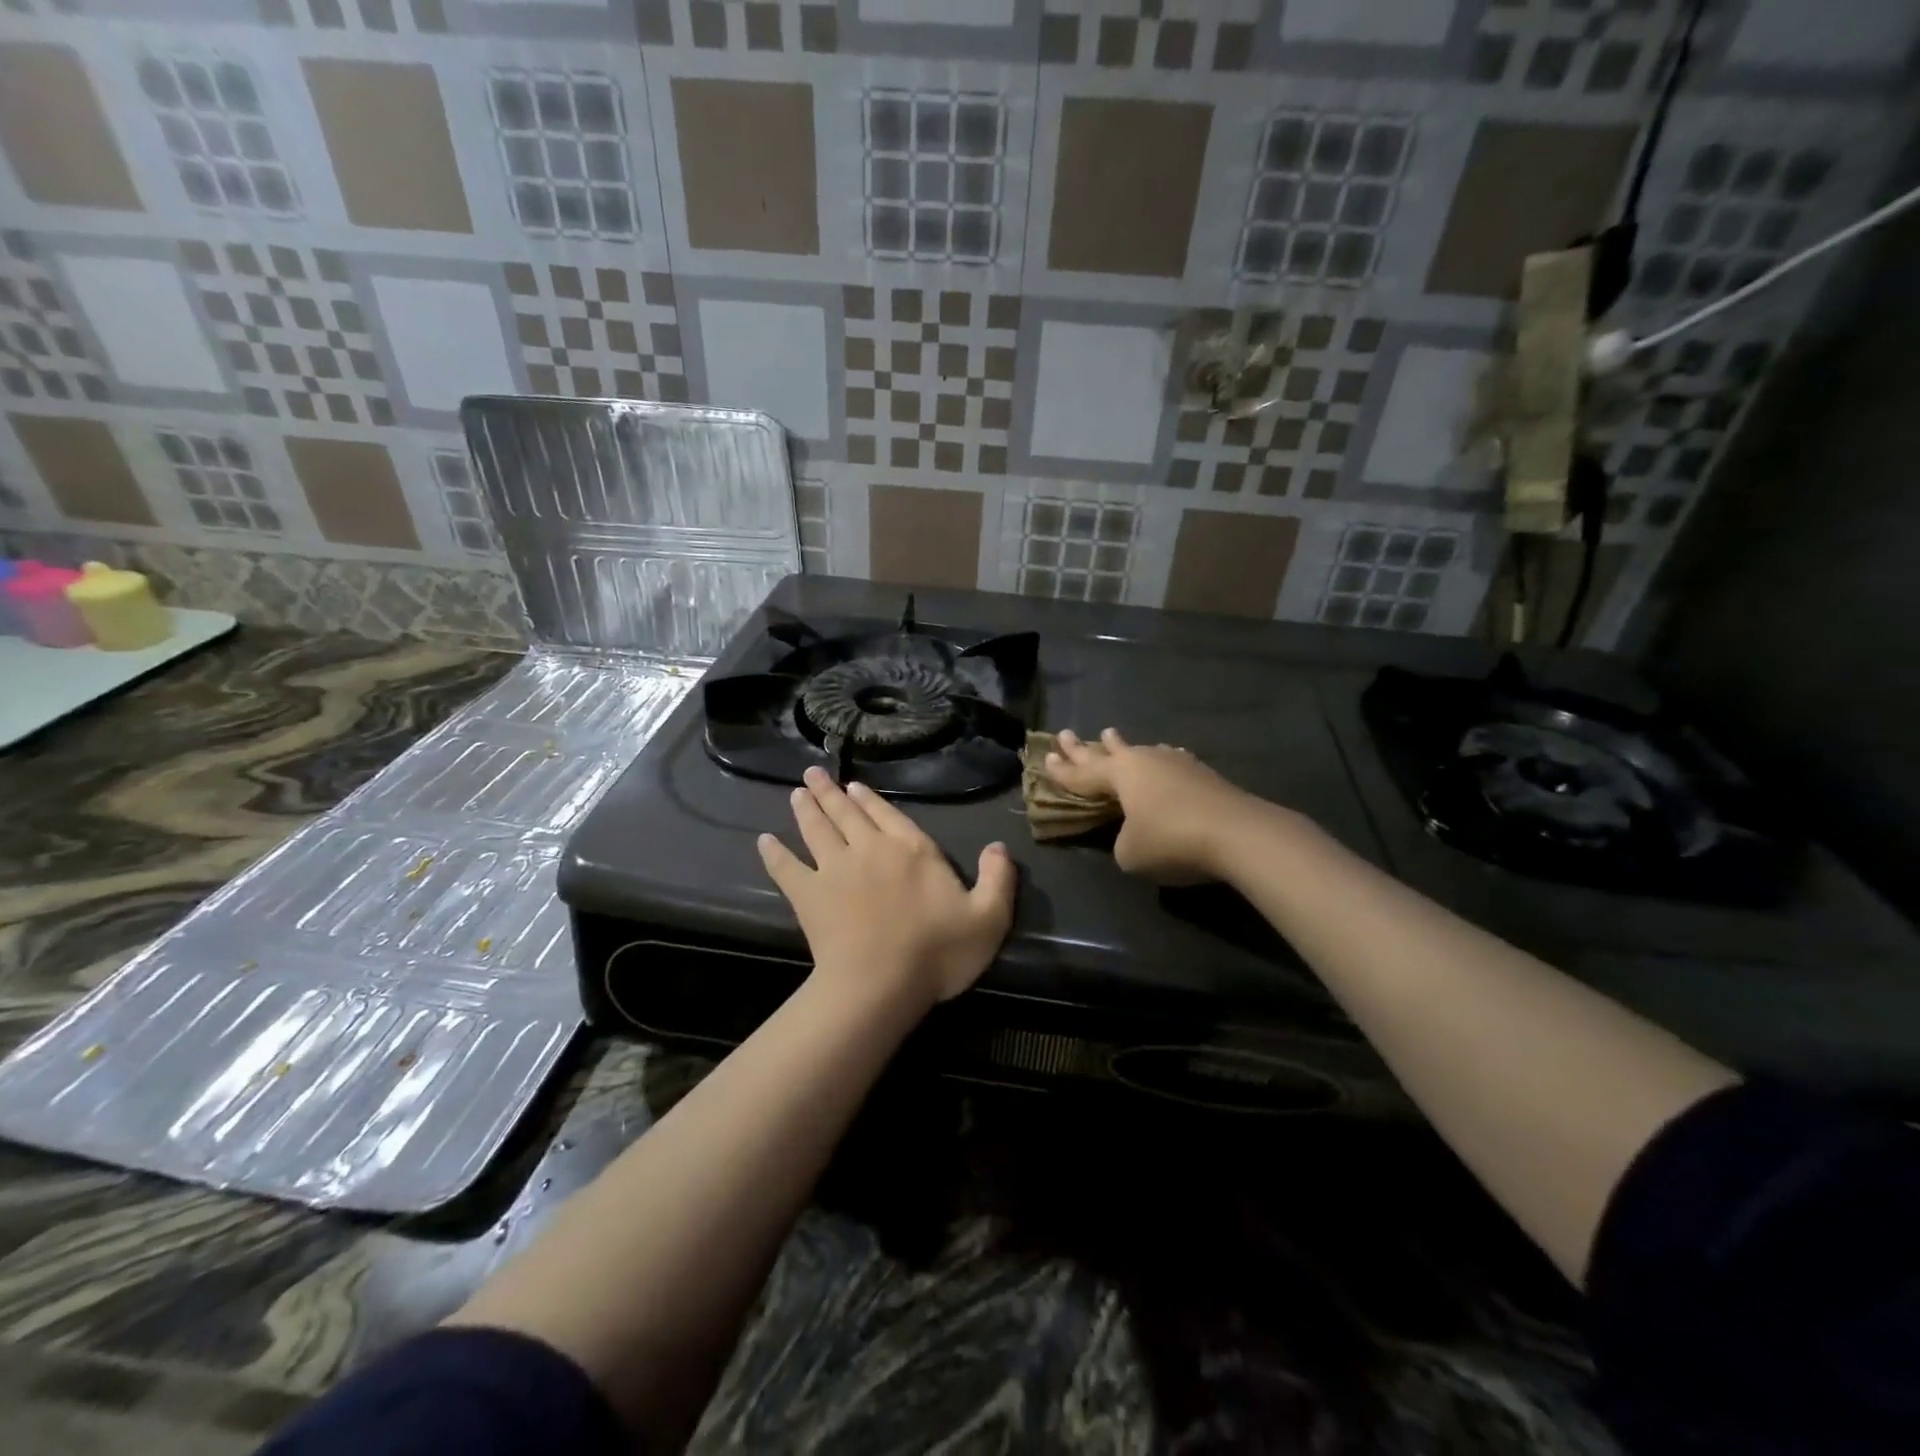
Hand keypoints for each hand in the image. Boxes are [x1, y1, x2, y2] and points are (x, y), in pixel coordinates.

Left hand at [758, 767, 1016, 1010]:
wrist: (880, 986)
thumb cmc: (937, 953)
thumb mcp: (988, 918)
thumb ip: (997, 878)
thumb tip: (999, 846)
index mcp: (911, 850)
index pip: (888, 815)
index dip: (870, 799)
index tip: (853, 786)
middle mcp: (870, 849)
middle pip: (847, 814)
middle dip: (830, 792)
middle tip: (813, 774)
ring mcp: (835, 869)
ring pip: (817, 830)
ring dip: (806, 810)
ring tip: (796, 793)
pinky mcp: (808, 895)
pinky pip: (787, 868)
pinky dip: (774, 853)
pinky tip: (764, 840)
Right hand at [1045, 728, 1259, 882]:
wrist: (1237, 833)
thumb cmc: (1171, 840)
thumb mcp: (1130, 853)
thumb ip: (1122, 841)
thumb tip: (1134, 833)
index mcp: (1120, 774)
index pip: (1082, 774)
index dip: (1062, 771)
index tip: (1046, 758)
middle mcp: (1144, 761)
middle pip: (1107, 752)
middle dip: (1084, 747)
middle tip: (1066, 734)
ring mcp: (1176, 763)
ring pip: (1141, 752)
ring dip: (1123, 748)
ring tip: (1111, 736)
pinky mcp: (1202, 774)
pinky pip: (1168, 761)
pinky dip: (1158, 761)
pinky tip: (1165, 757)